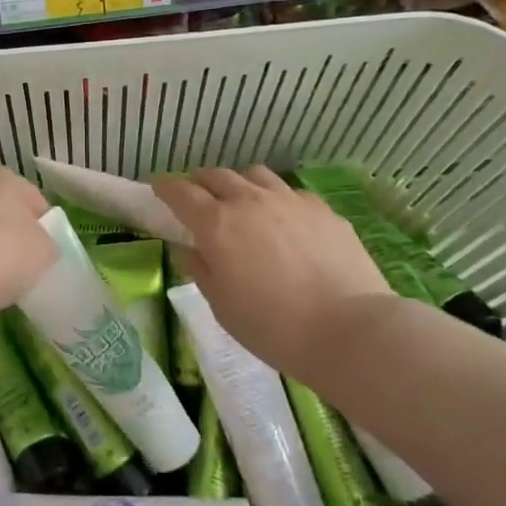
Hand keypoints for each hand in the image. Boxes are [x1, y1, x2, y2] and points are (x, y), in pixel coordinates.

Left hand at [0, 165, 56, 328]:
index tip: (48, 253)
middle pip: (3, 216)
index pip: (34, 200)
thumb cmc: (1, 250)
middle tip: (26, 269)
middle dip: (14, 240)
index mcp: (0, 175)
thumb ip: (48, 245)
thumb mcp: (45, 250)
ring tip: (0, 284)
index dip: (45, 227)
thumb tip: (39, 250)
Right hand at [153, 167, 393, 373]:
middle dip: (200, 182)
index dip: (164, 186)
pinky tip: (284, 221)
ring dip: (239, 184)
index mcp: (217, 224)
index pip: (180, 192)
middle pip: (216, 176)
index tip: (156, 186)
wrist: (349, 330)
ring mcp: (289, 200)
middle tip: (197, 197)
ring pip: (255, 175)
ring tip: (241, 202)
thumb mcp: (222, 306)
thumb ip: (200, 270)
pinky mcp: (322, 209)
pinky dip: (276, 199)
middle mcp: (249, 201)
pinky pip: (290, 192)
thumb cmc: (273, 326)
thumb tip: (188, 249)